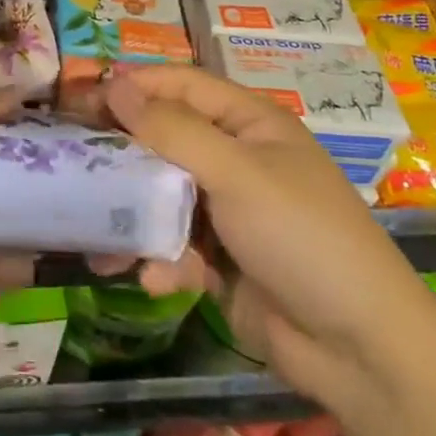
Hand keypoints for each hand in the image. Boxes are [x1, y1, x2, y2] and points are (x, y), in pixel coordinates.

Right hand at [97, 66, 435, 410]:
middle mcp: (235, 158)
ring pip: (161, 197)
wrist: (362, 350)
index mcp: (248, 123)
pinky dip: (163, 261)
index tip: (81, 100)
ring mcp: (227, 211)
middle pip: (164, 140)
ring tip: (101, 242)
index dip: (132, 87)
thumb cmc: (302, 237)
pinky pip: (175, 245)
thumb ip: (172, 130)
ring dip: (133, 218)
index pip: (180, 85)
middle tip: (73, 167)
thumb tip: (115, 85)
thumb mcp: (236, 174)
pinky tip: (158, 280)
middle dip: (122, 157)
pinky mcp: (221, 260)